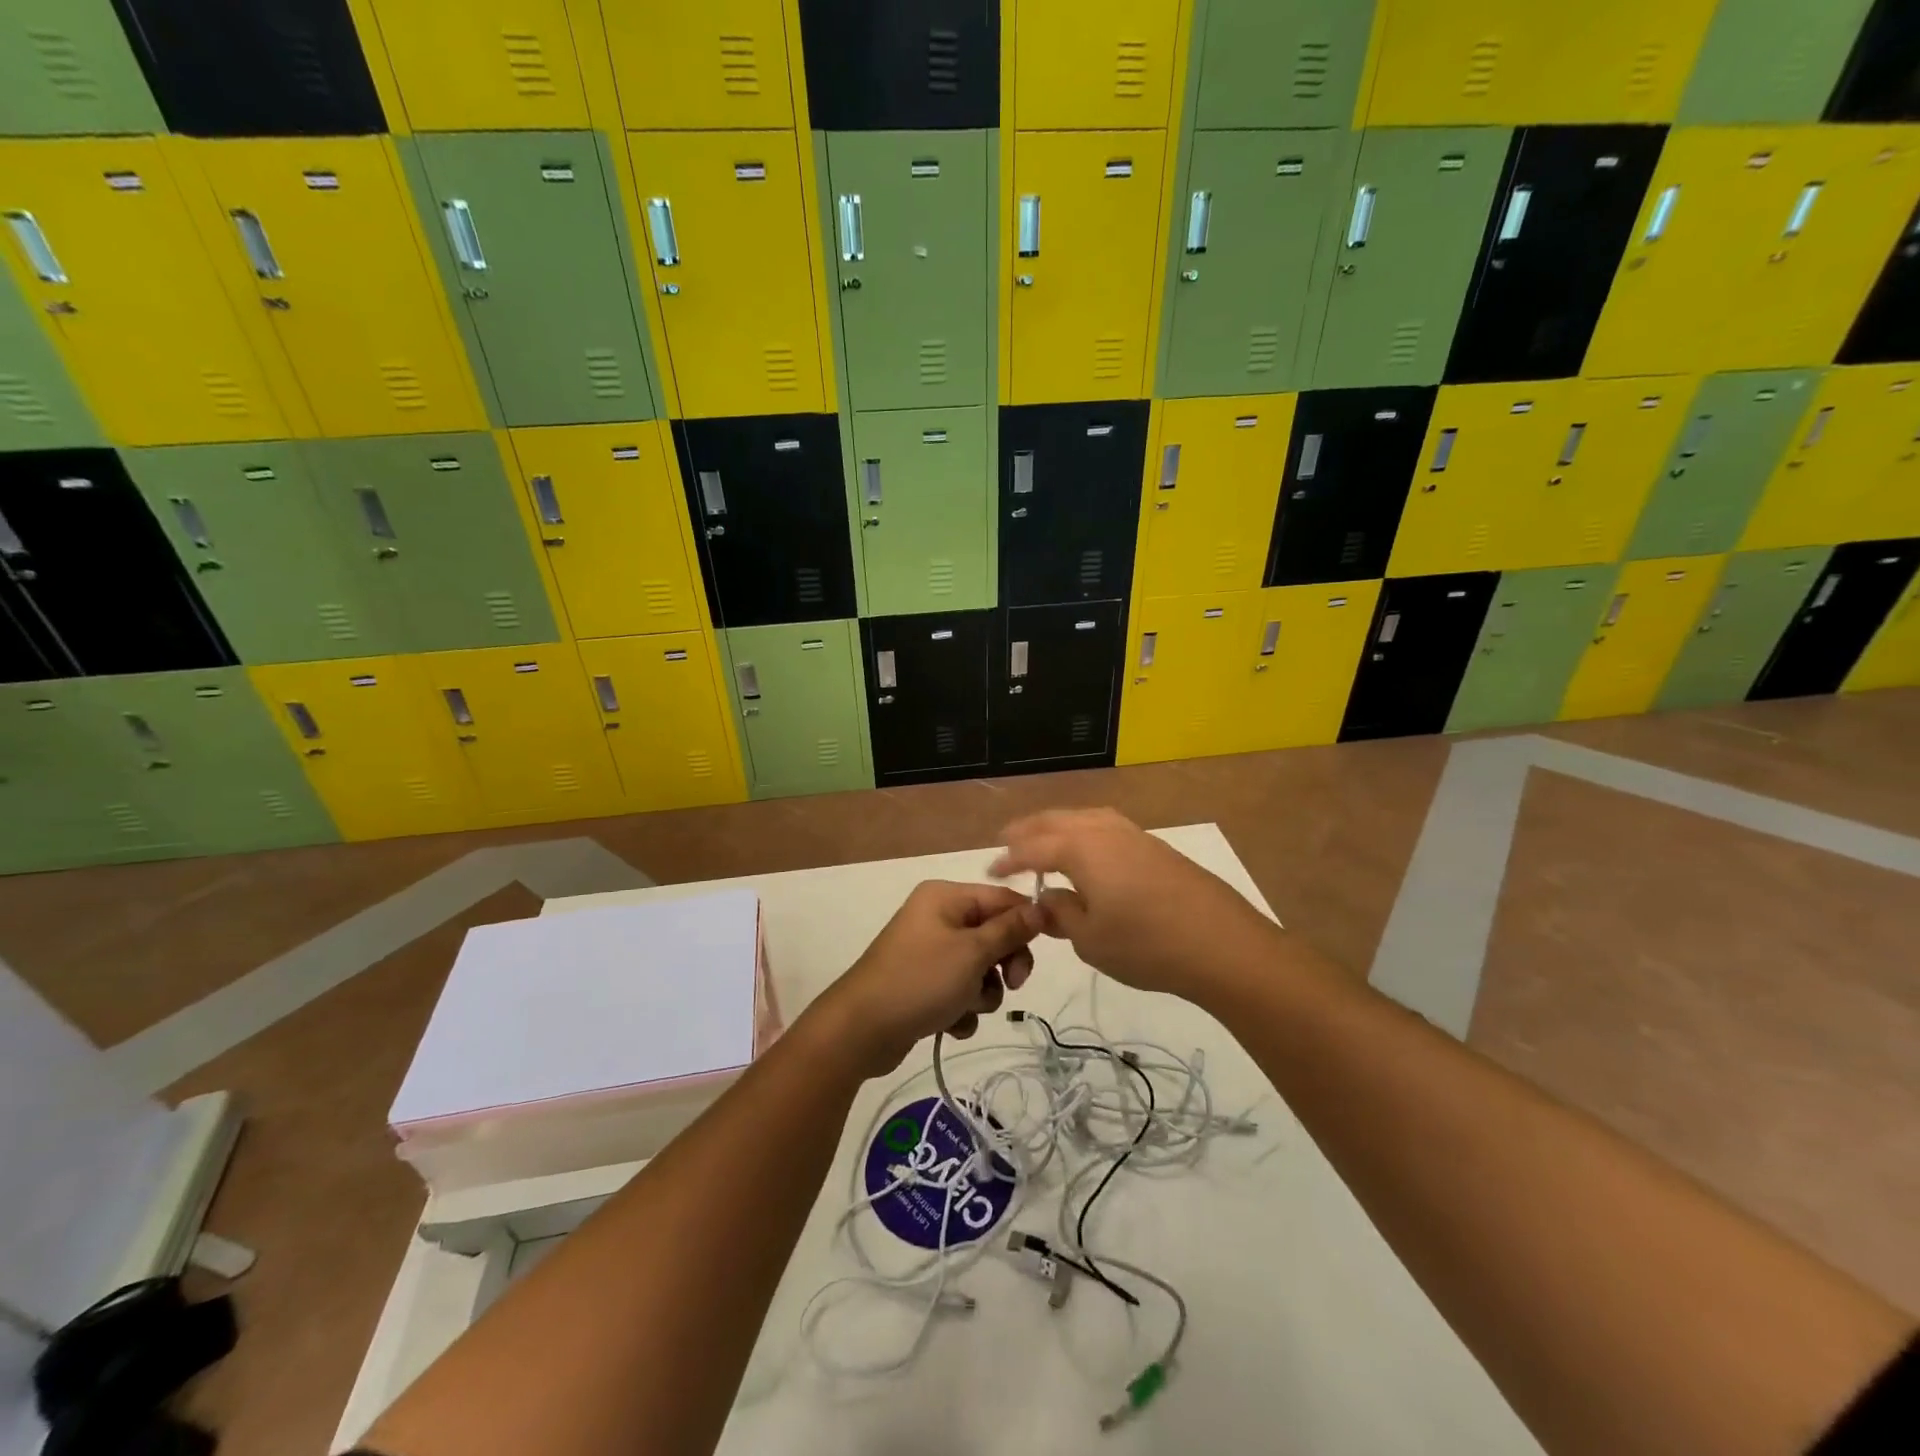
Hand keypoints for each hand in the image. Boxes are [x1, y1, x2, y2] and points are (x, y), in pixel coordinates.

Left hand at [810, 880, 1043, 1077]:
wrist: (861, 1030)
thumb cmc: (920, 980)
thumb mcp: (972, 953)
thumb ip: (1010, 930)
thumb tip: (1041, 908)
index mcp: (945, 897)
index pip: (1002, 898)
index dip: (1026, 922)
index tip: (1044, 949)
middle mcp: (937, 917)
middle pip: (993, 934)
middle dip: (1003, 964)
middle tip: (1013, 984)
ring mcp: (929, 952)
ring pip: (980, 968)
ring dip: (982, 993)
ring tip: (965, 1007)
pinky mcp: (924, 984)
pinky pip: (960, 991)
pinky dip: (961, 1008)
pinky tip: (948, 1024)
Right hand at [990, 808, 1276, 999]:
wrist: (1222, 945)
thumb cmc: (1146, 945)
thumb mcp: (1090, 939)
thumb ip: (1061, 914)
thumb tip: (1047, 899)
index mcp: (1081, 849)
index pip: (1033, 848)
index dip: (1009, 859)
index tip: (991, 870)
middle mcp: (1105, 831)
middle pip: (1058, 821)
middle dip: (1029, 829)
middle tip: (1007, 839)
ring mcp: (1135, 835)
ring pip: (1086, 818)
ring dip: (1059, 825)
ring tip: (1045, 838)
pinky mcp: (1157, 847)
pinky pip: (1108, 826)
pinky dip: (1086, 831)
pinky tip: (1089, 848)